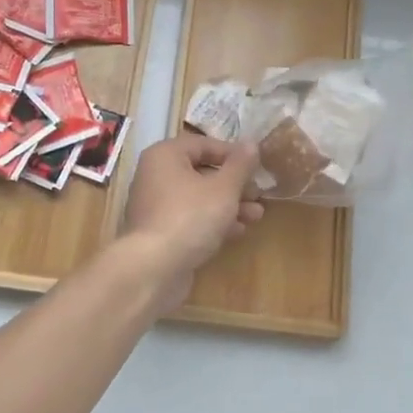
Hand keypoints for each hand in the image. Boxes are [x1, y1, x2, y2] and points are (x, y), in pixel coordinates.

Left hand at [120, 133, 264, 311]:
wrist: (154, 269)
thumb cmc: (190, 217)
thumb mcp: (223, 188)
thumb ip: (240, 165)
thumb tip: (251, 143)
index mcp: (165, 156)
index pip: (203, 145)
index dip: (232, 154)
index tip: (256, 166)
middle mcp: (156, 176)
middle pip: (201, 172)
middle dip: (234, 184)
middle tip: (258, 194)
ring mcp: (156, 206)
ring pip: (199, 198)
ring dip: (229, 205)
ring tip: (257, 215)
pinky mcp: (161, 233)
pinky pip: (191, 219)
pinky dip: (213, 222)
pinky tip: (238, 231)